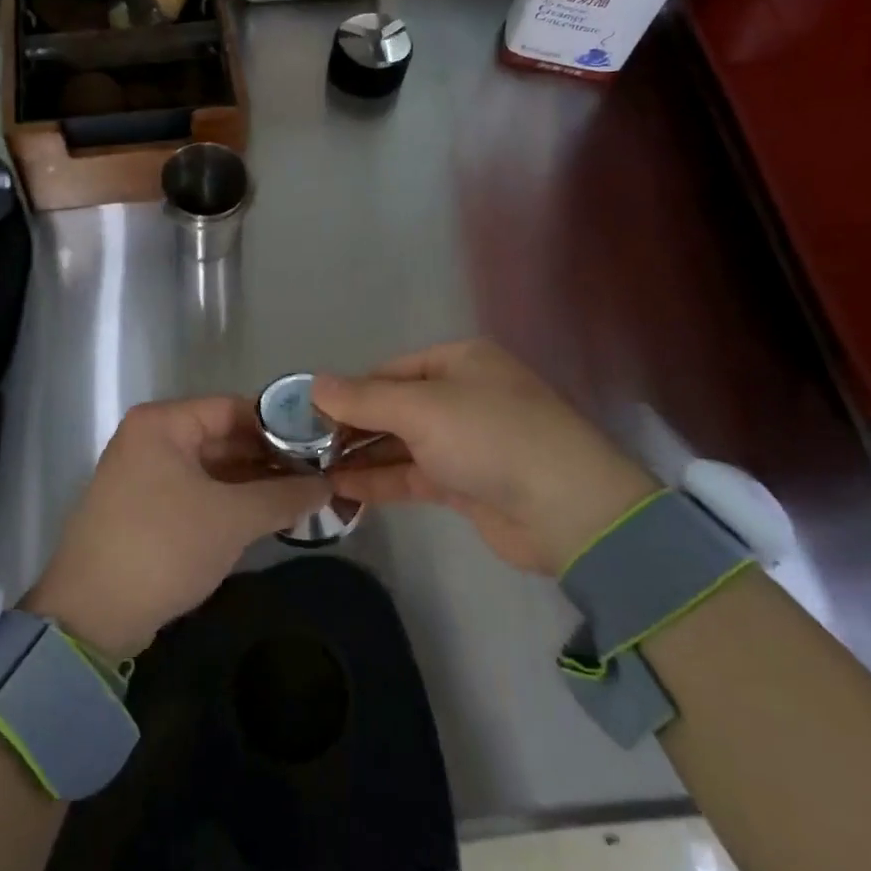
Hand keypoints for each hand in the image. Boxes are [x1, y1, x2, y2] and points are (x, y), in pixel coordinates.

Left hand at [24, 397, 328, 661]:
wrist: (91, 616)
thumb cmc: (163, 547)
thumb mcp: (232, 518)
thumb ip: (283, 495)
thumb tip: (328, 485)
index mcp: (163, 423)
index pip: (233, 408)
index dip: (280, 425)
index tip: (321, 444)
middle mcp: (151, 438)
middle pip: (223, 436)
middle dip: (270, 457)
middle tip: (320, 473)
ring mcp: (145, 473)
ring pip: (212, 467)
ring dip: (254, 482)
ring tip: (305, 494)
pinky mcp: (146, 508)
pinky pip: (198, 491)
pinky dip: (231, 500)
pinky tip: (268, 514)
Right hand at [314, 340, 655, 573]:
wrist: (568, 509)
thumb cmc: (491, 436)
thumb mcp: (421, 408)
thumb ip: (364, 399)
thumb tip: (313, 383)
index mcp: (458, 361)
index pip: (389, 371)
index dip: (348, 391)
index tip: (306, 414)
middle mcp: (461, 395)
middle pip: (393, 406)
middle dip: (350, 425)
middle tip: (302, 447)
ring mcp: (464, 441)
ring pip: (400, 443)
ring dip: (360, 455)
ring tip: (311, 469)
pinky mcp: (465, 483)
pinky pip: (412, 475)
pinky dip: (380, 480)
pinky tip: (341, 488)